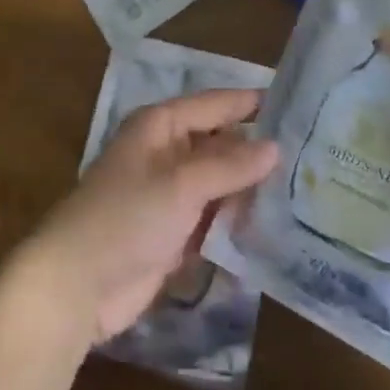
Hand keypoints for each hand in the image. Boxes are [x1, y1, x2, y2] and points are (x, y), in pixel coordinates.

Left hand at [25, 88, 279, 342]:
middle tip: (311, 156)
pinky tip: (272, 230)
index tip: (296, 104)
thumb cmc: (127, 217)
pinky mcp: (172, 234)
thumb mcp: (181, 184)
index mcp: (161, 126)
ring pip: (219, 184)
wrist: (77, 285)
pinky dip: (235, 223)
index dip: (251, 104)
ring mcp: (169, 195)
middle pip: (219, 145)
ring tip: (304, 193)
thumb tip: (275, 147)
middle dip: (256, 152)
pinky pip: (212, 219)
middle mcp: (166, 153)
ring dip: (249, 191)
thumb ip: (229, 166)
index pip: (214, 104)